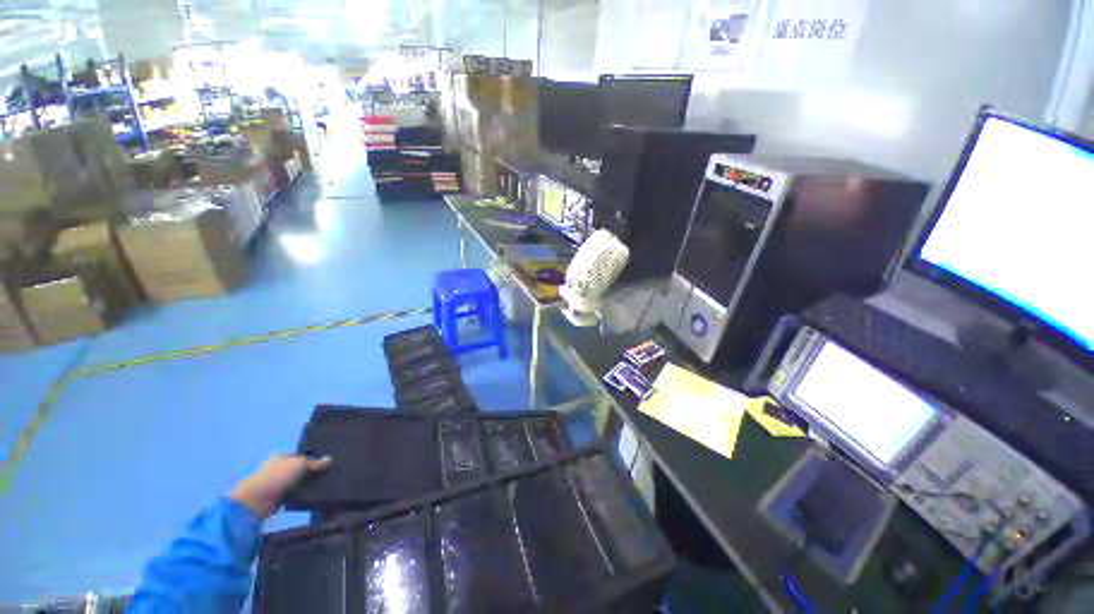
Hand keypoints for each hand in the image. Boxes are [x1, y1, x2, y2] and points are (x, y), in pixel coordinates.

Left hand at [229, 454, 330, 518]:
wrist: (256, 501)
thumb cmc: (277, 476)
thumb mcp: (300, 464)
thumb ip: (315, 462)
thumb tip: (329, 459)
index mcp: (280, 457)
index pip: (298, 455)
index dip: (310, 458)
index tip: (324, 463)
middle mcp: (277, 469)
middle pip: (297, 469)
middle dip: (309, 472)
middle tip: (327, 474)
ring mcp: (275, 485)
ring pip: (296, 483)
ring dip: (306, 485)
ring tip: (323, 485)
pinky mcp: (276, 499)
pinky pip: (293, 495)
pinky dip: (301, 496)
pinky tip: (313, 496)